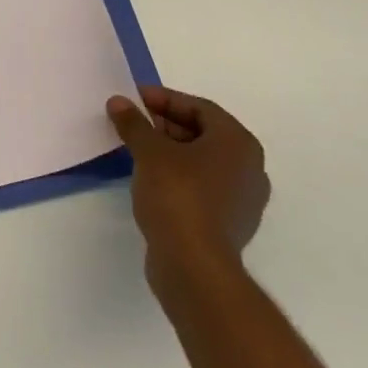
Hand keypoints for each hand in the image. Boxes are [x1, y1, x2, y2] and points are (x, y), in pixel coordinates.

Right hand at [107, 85, 269, 309]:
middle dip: (166, 125)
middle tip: (134, 124)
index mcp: (238, 143)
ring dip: (171, 152)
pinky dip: (179, 177)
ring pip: (202, 162)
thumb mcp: (149, 151)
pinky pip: (203, 187)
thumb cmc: (178, 196)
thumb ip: (134, 123)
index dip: (164, 100)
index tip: (134, 100)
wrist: (194, 268)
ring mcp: (243, 200)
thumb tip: (118, 102)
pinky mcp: (230, 225)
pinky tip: (152, 181)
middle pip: (203, 133)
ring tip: (138, 150)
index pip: (199, 108)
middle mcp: (250, 168)